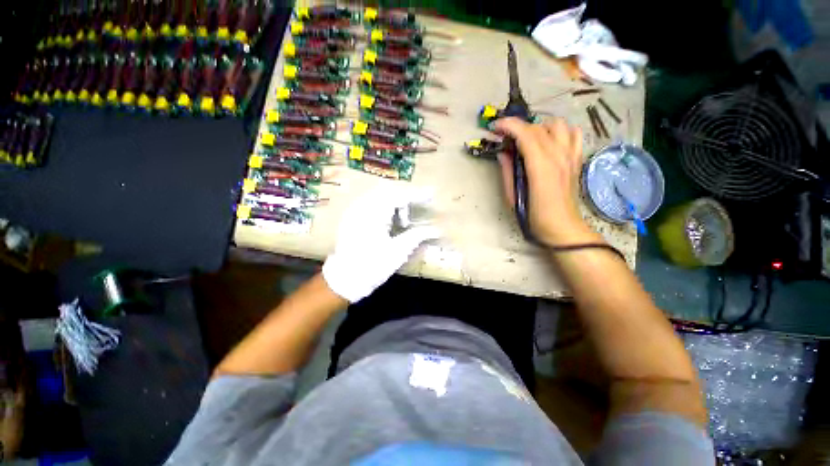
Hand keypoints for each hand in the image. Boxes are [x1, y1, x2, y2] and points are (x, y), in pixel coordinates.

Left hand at [322, 186, 440, 302]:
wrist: (345, 280)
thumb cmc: (373, 266)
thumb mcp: (398, 251)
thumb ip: (417, 235)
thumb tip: (436, 230)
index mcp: (374, 214)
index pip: (398, 196)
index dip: (416, 195)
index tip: (431, 194)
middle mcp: (362, 208)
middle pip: (388, 192)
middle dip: (404, 199)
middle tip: (414, 214)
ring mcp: (354, 212)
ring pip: (378, 197)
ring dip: (393, 204)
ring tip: (402, 222)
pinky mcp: (351, 218)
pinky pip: (370, 204)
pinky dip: (383, 208)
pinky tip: (388, 223)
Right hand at [494, 117, 589, 243]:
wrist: (563, 228)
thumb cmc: (535, 217)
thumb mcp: (512, 198)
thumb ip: (507, 173)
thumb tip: (503, 154)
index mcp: (541, 167)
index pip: (526, 134)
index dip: (508, 126)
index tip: (495, 127)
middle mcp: (558, 156)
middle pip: (538, 127)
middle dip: (518, 126)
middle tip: (504, 137)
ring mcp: (571, 156)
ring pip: (557, 124)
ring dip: (539, 126)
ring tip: (528, 139)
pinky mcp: (577, 159)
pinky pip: (573, 133)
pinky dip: (560, 131)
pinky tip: (550, 141)